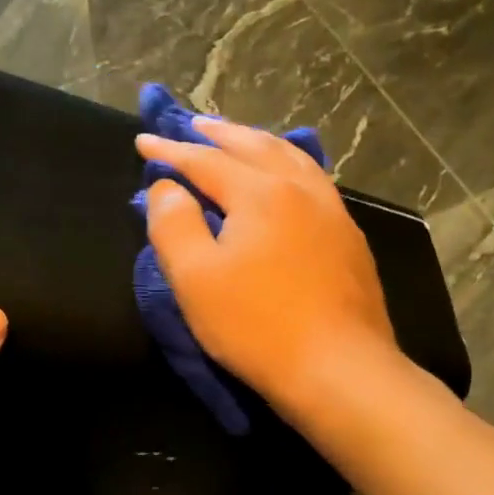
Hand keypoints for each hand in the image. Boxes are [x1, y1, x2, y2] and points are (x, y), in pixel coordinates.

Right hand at [136, 116, 397, 422]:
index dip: (171, 151)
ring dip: (259, 143)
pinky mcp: (350, 239)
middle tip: (193, 126)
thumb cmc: (257, 326)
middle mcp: (301, 190)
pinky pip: (315, 182)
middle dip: (219, 134)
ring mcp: (332, 213)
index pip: (206, 161)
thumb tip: (166, 188)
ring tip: (240, 139)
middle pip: (255, 147)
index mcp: (260, 193)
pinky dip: (290, 166)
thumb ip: (173, 225)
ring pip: (292, 159)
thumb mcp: (195, 279)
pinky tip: (289, 177)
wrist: (340, 369)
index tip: (143, 141)